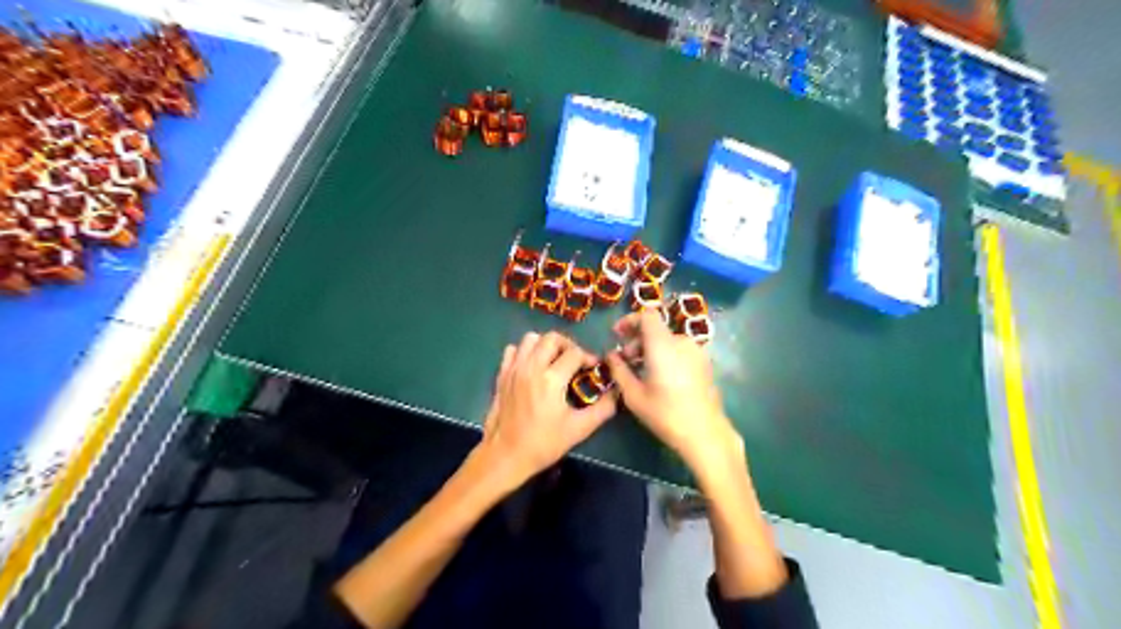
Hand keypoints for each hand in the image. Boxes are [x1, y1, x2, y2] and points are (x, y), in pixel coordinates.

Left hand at [471, 330, 612, 490]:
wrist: (505, 455)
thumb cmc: (543, 443)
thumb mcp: (579, 429)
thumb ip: (602, 409)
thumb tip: (616, 393)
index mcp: (551, 379)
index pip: (575, 353)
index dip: (589, 357)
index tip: (594, 369)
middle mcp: (531, 367)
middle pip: (552, 338)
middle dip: (568, 345)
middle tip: (575, 362)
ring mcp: (514, 369)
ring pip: (531, 339)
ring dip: (546, 345)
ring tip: (554, 361)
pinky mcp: (501, 375)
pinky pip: (513, 350)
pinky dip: (525, 352)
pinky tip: (532, 367)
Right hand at [611, 310, 742, 472]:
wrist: (705, 433)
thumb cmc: (665, 413)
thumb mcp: (633, 395)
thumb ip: (619, 370)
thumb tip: (611, 355)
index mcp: (663, 344)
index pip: (647, 315)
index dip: (630, 320)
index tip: (617, 335)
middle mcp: (682, 341)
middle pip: (656, 329)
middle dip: (637, 340)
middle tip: (625, 361)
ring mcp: (696, 351)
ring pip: (668, 340)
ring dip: (651, 349)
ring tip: (641, 372)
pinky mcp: (704, 363)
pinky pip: (679, 351)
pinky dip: (666, 355)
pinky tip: (660, 378)